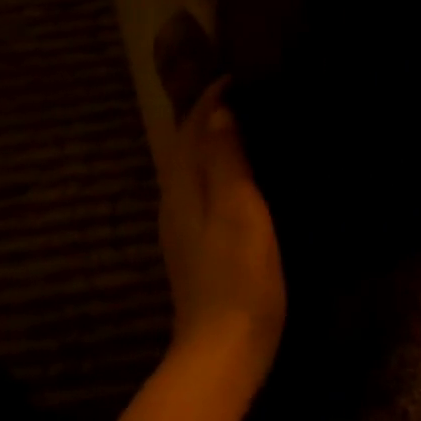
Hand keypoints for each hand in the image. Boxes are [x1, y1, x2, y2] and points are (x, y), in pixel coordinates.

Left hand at [159, 79, 285, 388]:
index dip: (212, 97)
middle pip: (186, 146)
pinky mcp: (195, 249)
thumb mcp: (239, 211)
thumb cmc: (238, 277)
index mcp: (183, 187)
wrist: (222, 348)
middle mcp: (174, 201)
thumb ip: (226, 160)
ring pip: (192, 170)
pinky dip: (217, 172)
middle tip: (245, 93)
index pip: (192, 127)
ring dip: (212, 143)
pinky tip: (238, 179)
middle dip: (208, 115)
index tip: (239, 73)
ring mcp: (182, 228)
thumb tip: (218, 111)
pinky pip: (201, 193)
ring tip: (246, 126)